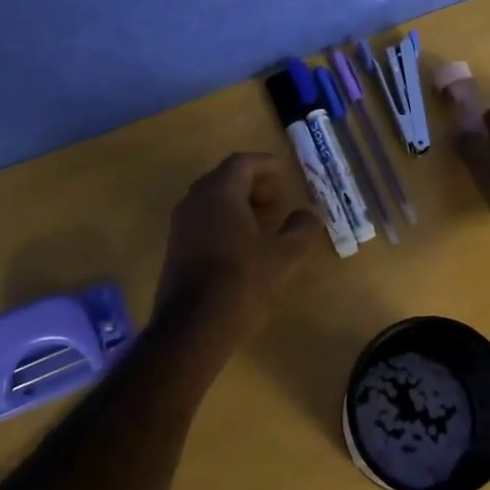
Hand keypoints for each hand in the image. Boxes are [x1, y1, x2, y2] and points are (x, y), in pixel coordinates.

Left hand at [152, 152, 319, 353]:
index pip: (243, 162)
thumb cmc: (240, 282)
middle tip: (279, 202)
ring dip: (240, 203)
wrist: (192, 327)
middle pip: (227, 177)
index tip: (287, 176)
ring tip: (266, 224)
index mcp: (220, 192)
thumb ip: (301, 229)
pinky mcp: (176, 245)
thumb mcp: (282, 256)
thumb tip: (312, 213)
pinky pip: (204, 218)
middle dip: (255, 184)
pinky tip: (244, 245)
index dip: (267, 166)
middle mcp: (196, 199)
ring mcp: (182, 223)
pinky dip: (226, 220)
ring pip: (214, 198)